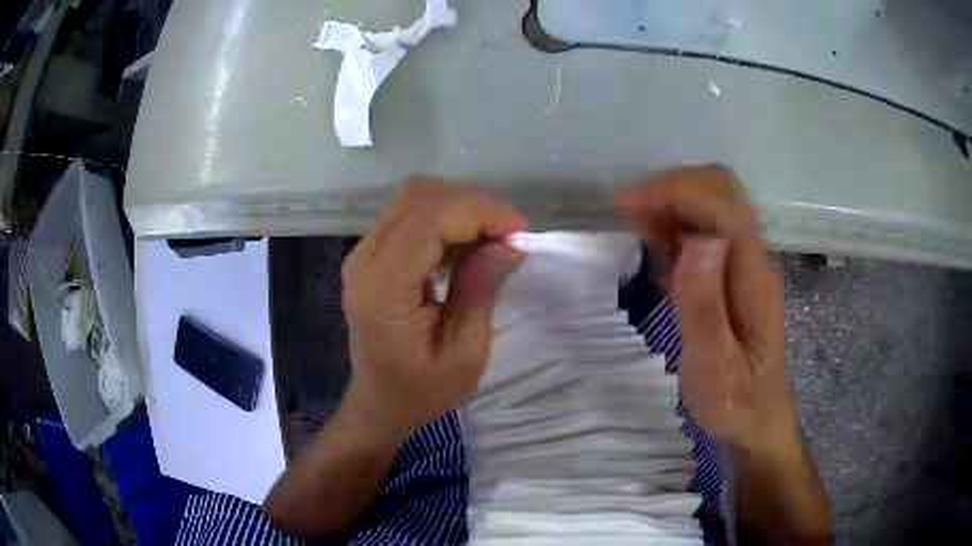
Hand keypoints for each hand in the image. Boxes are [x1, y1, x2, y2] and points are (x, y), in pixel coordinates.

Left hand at [340, 177, 527, 441]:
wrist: (380, 403)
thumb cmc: (421, 391)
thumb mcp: (464, 354)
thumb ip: (480, 292)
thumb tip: (508, 243)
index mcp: (383, 290)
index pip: (428, 220)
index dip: (479, 212)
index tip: (519, 230)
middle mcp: (364, 260)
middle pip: (418, 196)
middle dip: (473, 204)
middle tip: (509, 234)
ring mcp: (363, 253)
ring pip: (414, 197)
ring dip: (460, 207)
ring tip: (493, 238)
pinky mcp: (371, 253)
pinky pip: (410, 214)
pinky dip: (446, 217)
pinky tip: (467, 244)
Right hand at [616, 165, 797, 454]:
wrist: (757, 418)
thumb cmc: (734, 401)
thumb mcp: (713, 369)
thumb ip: (704, 307)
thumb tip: (698, 241)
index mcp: (753, 279)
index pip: (724, 208)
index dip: (676, 192)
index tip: (626, 206)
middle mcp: (754, 258)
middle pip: (723, 190)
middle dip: (673, 188)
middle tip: (631, 214)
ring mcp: (746, 261)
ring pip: (712, 202)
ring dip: (672, 203)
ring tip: (638, 233)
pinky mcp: (734, 271)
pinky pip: (705, 226)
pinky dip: (676, 224)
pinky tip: (659, 255)